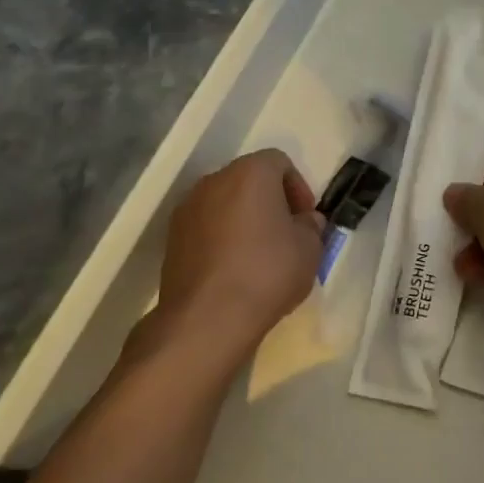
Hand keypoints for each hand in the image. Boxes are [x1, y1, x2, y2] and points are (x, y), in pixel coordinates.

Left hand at [157, 149, 324, 360]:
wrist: (206, 320)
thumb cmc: (267, 272)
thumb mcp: (310, 249)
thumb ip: (311, 226)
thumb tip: (304, 221)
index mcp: (250, 172)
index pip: (280, 162)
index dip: (298, 188)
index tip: (305, 219)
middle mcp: (214, 181)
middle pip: (249, 180)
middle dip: (270, 202)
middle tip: (286, 234)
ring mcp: (188, 209)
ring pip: (225, 204)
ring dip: (244, 220)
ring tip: (259, 255)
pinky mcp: (172, 239)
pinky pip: (206, 228)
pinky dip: (222, 239)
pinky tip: (234, 270)